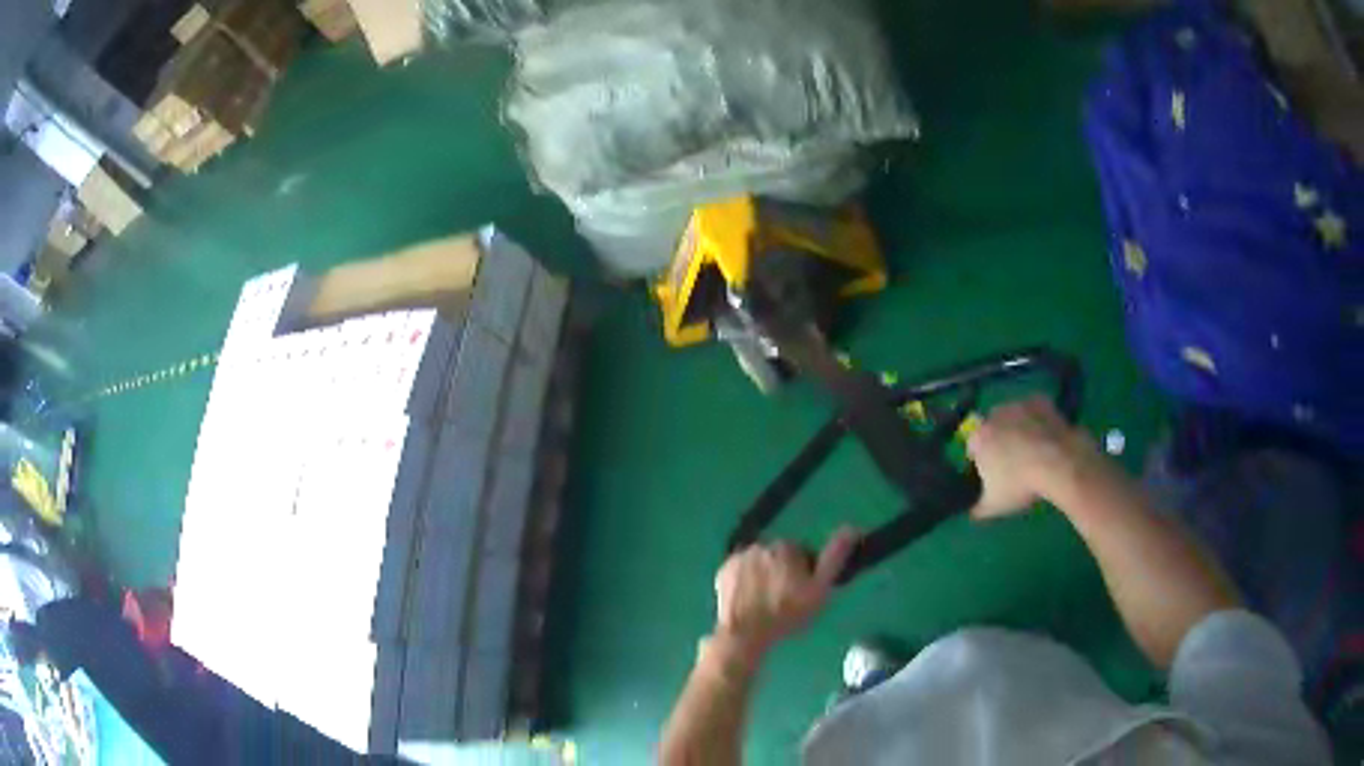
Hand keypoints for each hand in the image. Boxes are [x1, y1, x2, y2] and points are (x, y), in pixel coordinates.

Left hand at [713, 528, 858, 659]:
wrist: (745, 633)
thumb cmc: (786, 613)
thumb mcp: (819, 589)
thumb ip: (834, 557)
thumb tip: (852, 528)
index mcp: (786, 547)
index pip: (801, 554)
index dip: (804, 574)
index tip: (801, 594)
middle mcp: (761, 545)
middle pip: (778, 557)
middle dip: (782, 573)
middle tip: (784, 601)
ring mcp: (739, 557)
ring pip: (758, 563)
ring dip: (763, 576)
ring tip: (765, 603)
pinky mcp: (723, 571)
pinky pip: (740, 572)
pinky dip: (745, 581)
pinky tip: (749, 600)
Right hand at [966, 397, 1097, 519]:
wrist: (1059, 463)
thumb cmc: (1020, 485)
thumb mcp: (994, 507)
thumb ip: (976, 509)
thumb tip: (971, 510)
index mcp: (978, 438)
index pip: (971, 449)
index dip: (980, 463)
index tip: (992, 477)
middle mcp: (994, 415)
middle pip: (992, 429)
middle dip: (999, 443)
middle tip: (1013, 464)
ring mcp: (1018, 405)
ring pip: (1013, 417)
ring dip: (1017, 429)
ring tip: (1033, 452)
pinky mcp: (1040, 400)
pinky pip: (1034, 411)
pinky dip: (1037, 421)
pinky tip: (1045, 437)